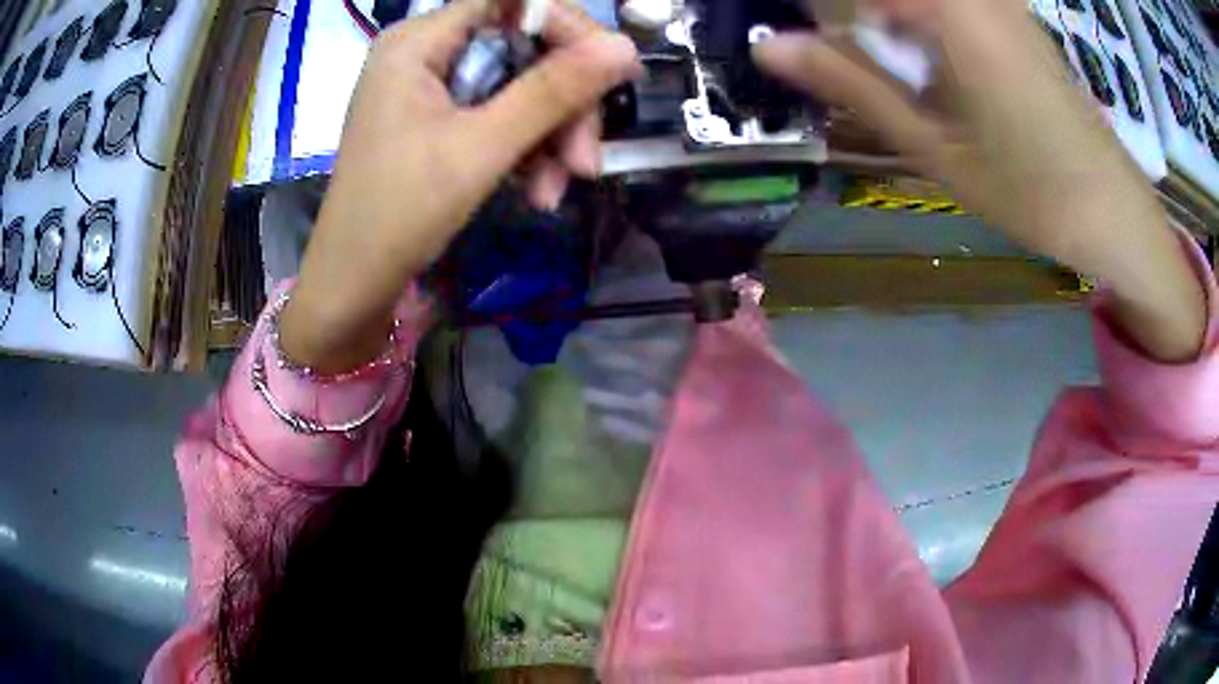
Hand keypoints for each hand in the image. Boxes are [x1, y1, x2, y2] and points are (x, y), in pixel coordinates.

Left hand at [280, 0, 640, 372]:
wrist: (352, 287)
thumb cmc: (399, 213)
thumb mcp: (481, 148)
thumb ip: (553, 91)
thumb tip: (625, 48)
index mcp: (419, 42)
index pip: (510, 0)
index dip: (564, 25)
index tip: (606, 71)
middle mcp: (425, 53)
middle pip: (521, 47)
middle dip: (562, 103)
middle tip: (586, 159)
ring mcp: (431, 88)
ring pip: (518, 86)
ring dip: (550, 136)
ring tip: (559, 189)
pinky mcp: (438, 121)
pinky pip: (498, 116)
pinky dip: (525, 151)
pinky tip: (539, 192)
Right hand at [755, 0, 1206, 361]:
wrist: (1112, 208)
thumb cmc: (1028, 189)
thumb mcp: (932, 144)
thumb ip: (850, 82)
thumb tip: (770, 46)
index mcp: (946, 8)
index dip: (821, 9)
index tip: (796, 37)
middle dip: (848, 14)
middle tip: (835, 55)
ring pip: (914, 0)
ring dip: (884, 21)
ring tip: (875, 63)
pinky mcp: (1010, 12)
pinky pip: (949, 5)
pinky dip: (914, 21)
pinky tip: (917, 54)